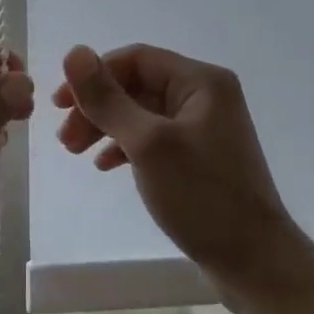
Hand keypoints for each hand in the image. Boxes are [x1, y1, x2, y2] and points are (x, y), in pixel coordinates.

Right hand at [52, 44, 307, 311]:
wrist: (254, 261)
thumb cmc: (201, 195)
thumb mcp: (147, 143)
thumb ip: (108, 99)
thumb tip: (73, 53)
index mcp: (201, 82)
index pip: (135, 59)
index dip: (94, 75)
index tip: (59, 104)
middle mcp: (205, 97)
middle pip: (136, 85)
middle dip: (96, 106)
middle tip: (64, 138)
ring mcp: (203, 129)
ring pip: (140, 114)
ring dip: (104, 127)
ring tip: (74, 152)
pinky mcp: (198, 158)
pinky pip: (152, 139)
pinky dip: (124, 147)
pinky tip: (104, 165)